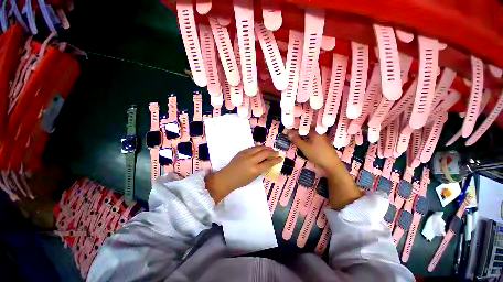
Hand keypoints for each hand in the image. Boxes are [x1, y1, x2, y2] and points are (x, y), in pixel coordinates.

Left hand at [205, 146, 282, 202]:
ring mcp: (246, 154)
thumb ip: (261, 169)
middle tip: (276, 152)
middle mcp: (251, 160)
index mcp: (255, 170)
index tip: (281, 158)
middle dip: (272, 152)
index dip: (276, 160)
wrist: (227, 177)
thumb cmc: (240, 181)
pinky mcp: (242, 151)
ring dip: (266, 148)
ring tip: (270, 149)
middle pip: (265, 153)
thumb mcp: (253, 177)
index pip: (269, 163)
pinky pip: (252, 147)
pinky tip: (261, 148)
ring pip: (259, 148)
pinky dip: (258, 147)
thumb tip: (268, 162)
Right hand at [286, 129, 361, 208]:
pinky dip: (306, 140)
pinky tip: (302, 143)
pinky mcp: (322, 144)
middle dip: (297, 133)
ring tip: (293, 139)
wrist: (331, 165)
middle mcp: (319, 133)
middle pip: (306, 131)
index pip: (302, 128)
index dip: (294, 130)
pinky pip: (311, 139)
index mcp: (315, 132)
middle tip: (289, 135)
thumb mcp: (304, 147)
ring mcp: (321, 139)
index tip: (286, 132)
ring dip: (301, 137)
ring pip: (308, 135)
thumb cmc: (317, 154)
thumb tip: (288, 134)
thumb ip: (296, 140)